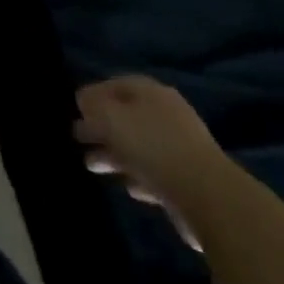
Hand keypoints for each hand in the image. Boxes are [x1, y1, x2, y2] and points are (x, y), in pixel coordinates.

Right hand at [73, 76, 234, 251]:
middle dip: (100, 127)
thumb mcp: (109, 117)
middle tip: (77, 138)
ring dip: (114, 154)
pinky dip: (138, 176)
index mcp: (151, 93)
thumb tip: (84, 102)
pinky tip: (128, 187)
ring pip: (138, 146)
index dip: (92, 94)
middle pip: (126, 116)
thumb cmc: (152, 147)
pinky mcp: (189, 180)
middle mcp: (168, 115)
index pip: (115, 84)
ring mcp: (181, 148)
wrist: (209, 198)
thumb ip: (92, 105)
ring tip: (92, 166)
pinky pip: (155, 172)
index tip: (74, 110)